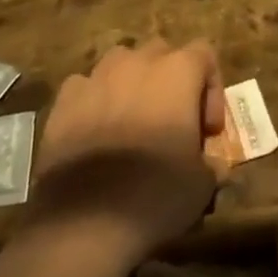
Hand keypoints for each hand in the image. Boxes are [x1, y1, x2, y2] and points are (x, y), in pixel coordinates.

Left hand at [24, 39, 225, 265]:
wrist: (84, 223)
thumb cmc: (156, 193)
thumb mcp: (202, 184)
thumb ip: (212, 163)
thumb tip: (213, 166)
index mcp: (179, 70)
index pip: (205, 55)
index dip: (211, 89)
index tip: (208, 130)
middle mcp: (139, 62)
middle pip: (162, 53)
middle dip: (170, 81)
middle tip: (172, 122)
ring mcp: (97, 77)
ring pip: (121, 63)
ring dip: (131, 84)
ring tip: (132, 122)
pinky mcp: (64, 101)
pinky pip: (85, 87)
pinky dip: (94, 102)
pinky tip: (95, 133)